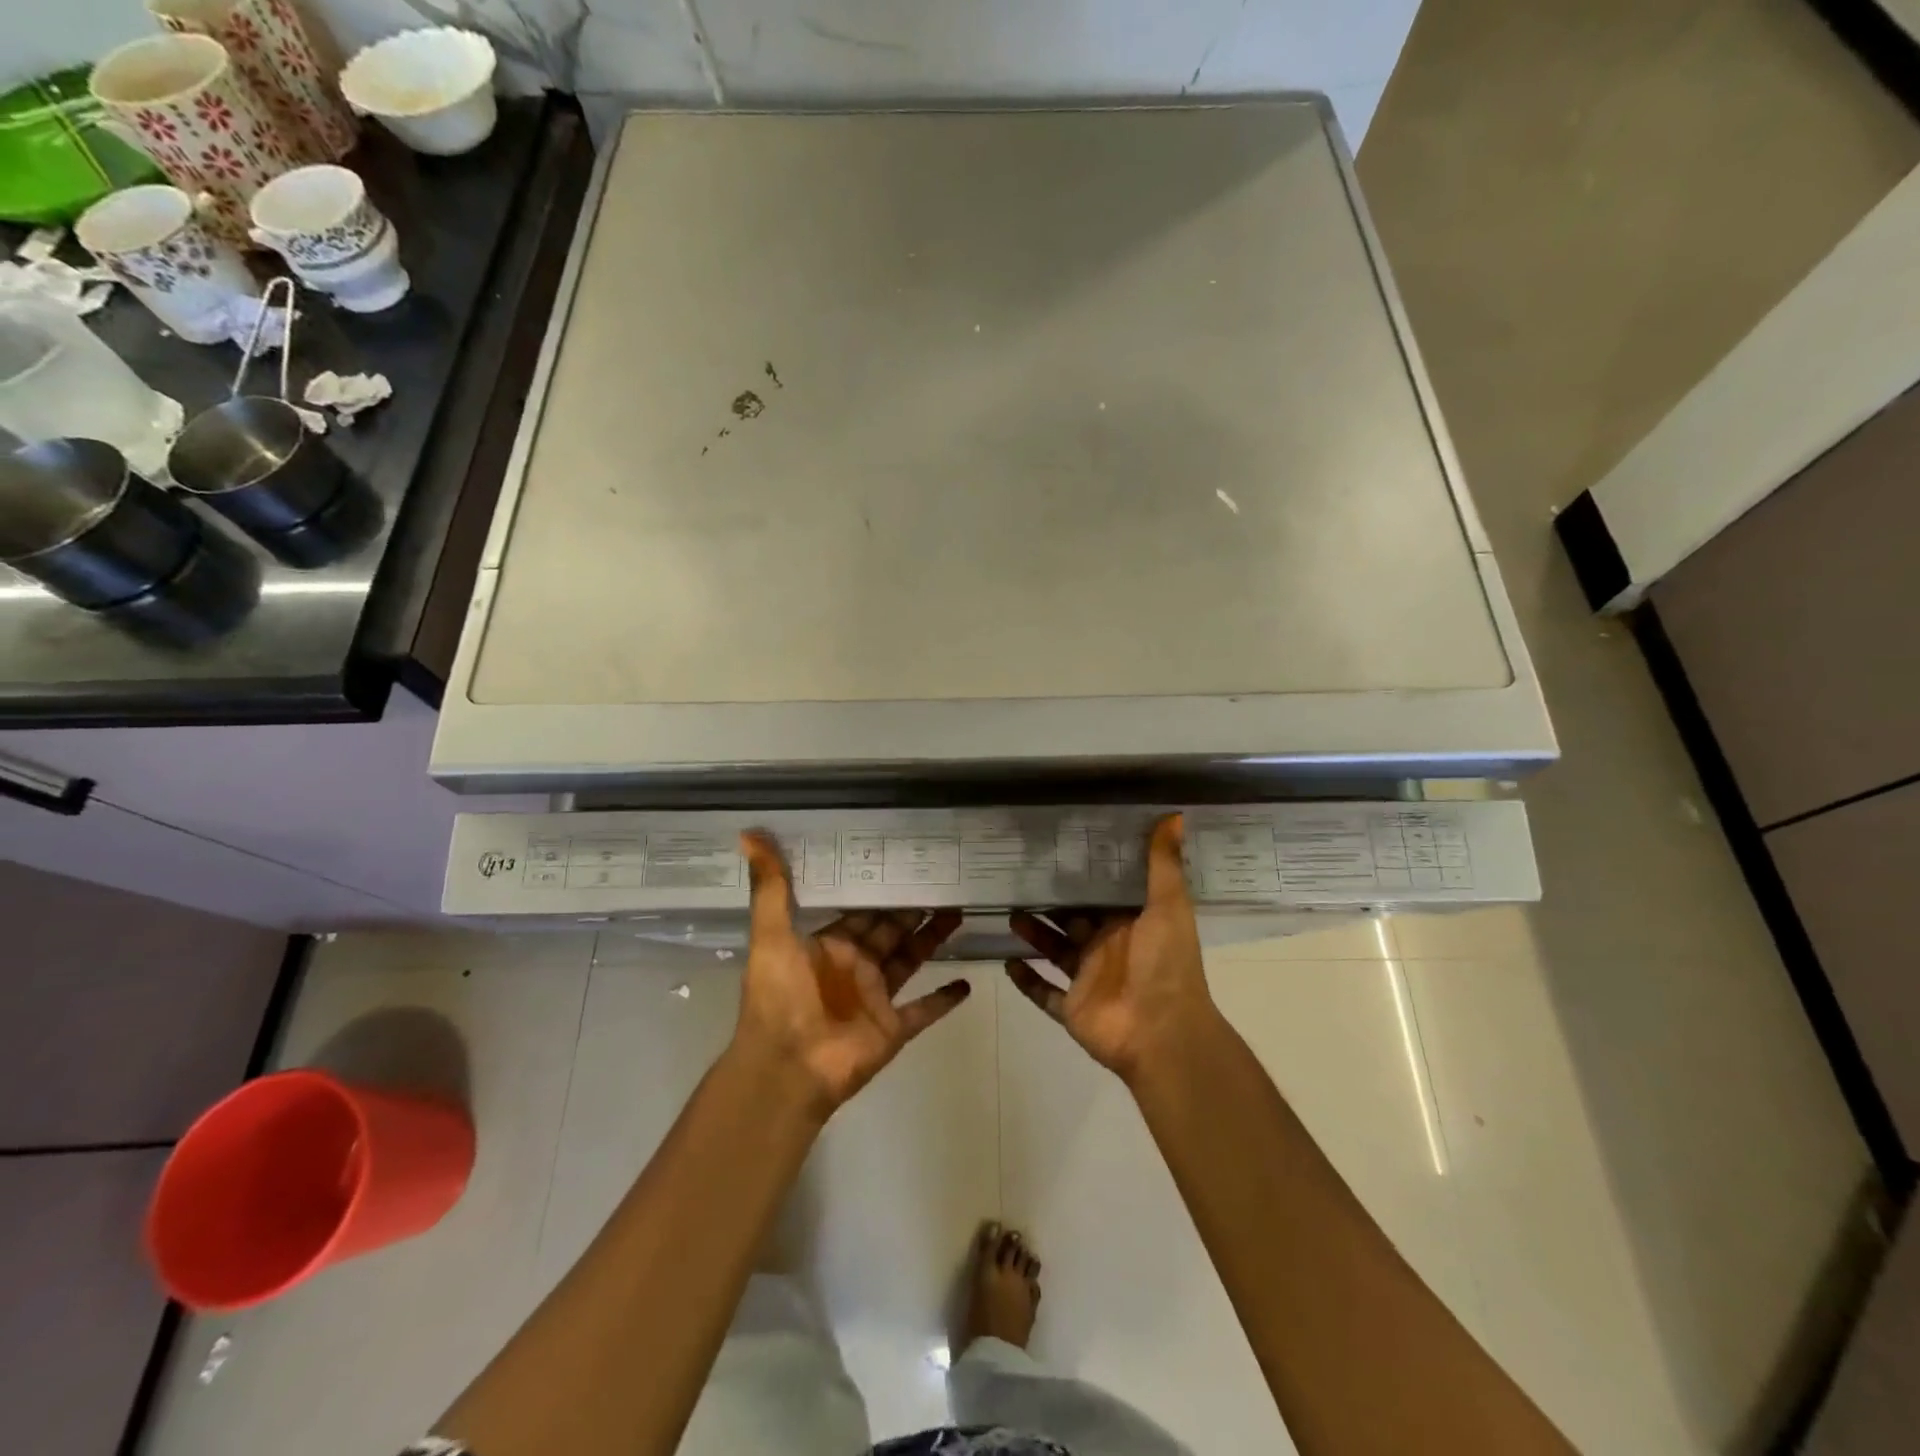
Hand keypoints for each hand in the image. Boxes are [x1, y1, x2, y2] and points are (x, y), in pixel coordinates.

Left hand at [734, 832, 969, 1115]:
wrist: (785, 1068)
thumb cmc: (778, 998)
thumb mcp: (770, 936)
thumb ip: (770, 887)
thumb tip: (748, 832)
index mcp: (828, 946)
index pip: (860, 911)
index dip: (880, 890)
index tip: (905, 863)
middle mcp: (854, 967)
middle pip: (890, 931)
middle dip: (913, 909)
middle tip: (943, 880)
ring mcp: (876, 999)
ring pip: (911, 960)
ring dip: (933, 939)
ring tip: (960, 912)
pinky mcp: (893, 1028)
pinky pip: (924, 1011)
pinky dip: (943, 1000)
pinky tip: (967, 984)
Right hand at [1004, 814, 1218, 1083]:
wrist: (1163, 1033)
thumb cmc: (1166, 965)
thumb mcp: (1169, 906)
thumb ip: (1163, 864)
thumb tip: (1175, 814)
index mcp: (1130, 924)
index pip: (1101, 893)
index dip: (1081, 875)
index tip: (1055, 849)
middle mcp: (1107, 948)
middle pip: (1072, 920)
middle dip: (1049, 902)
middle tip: (1017, 876)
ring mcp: (1087, 980)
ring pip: (1054, 951)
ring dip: (1033, 934)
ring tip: (1007, 911)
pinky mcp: (1072, 1009)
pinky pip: (1044, 994)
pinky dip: (1026, 981)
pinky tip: (1005, 963)